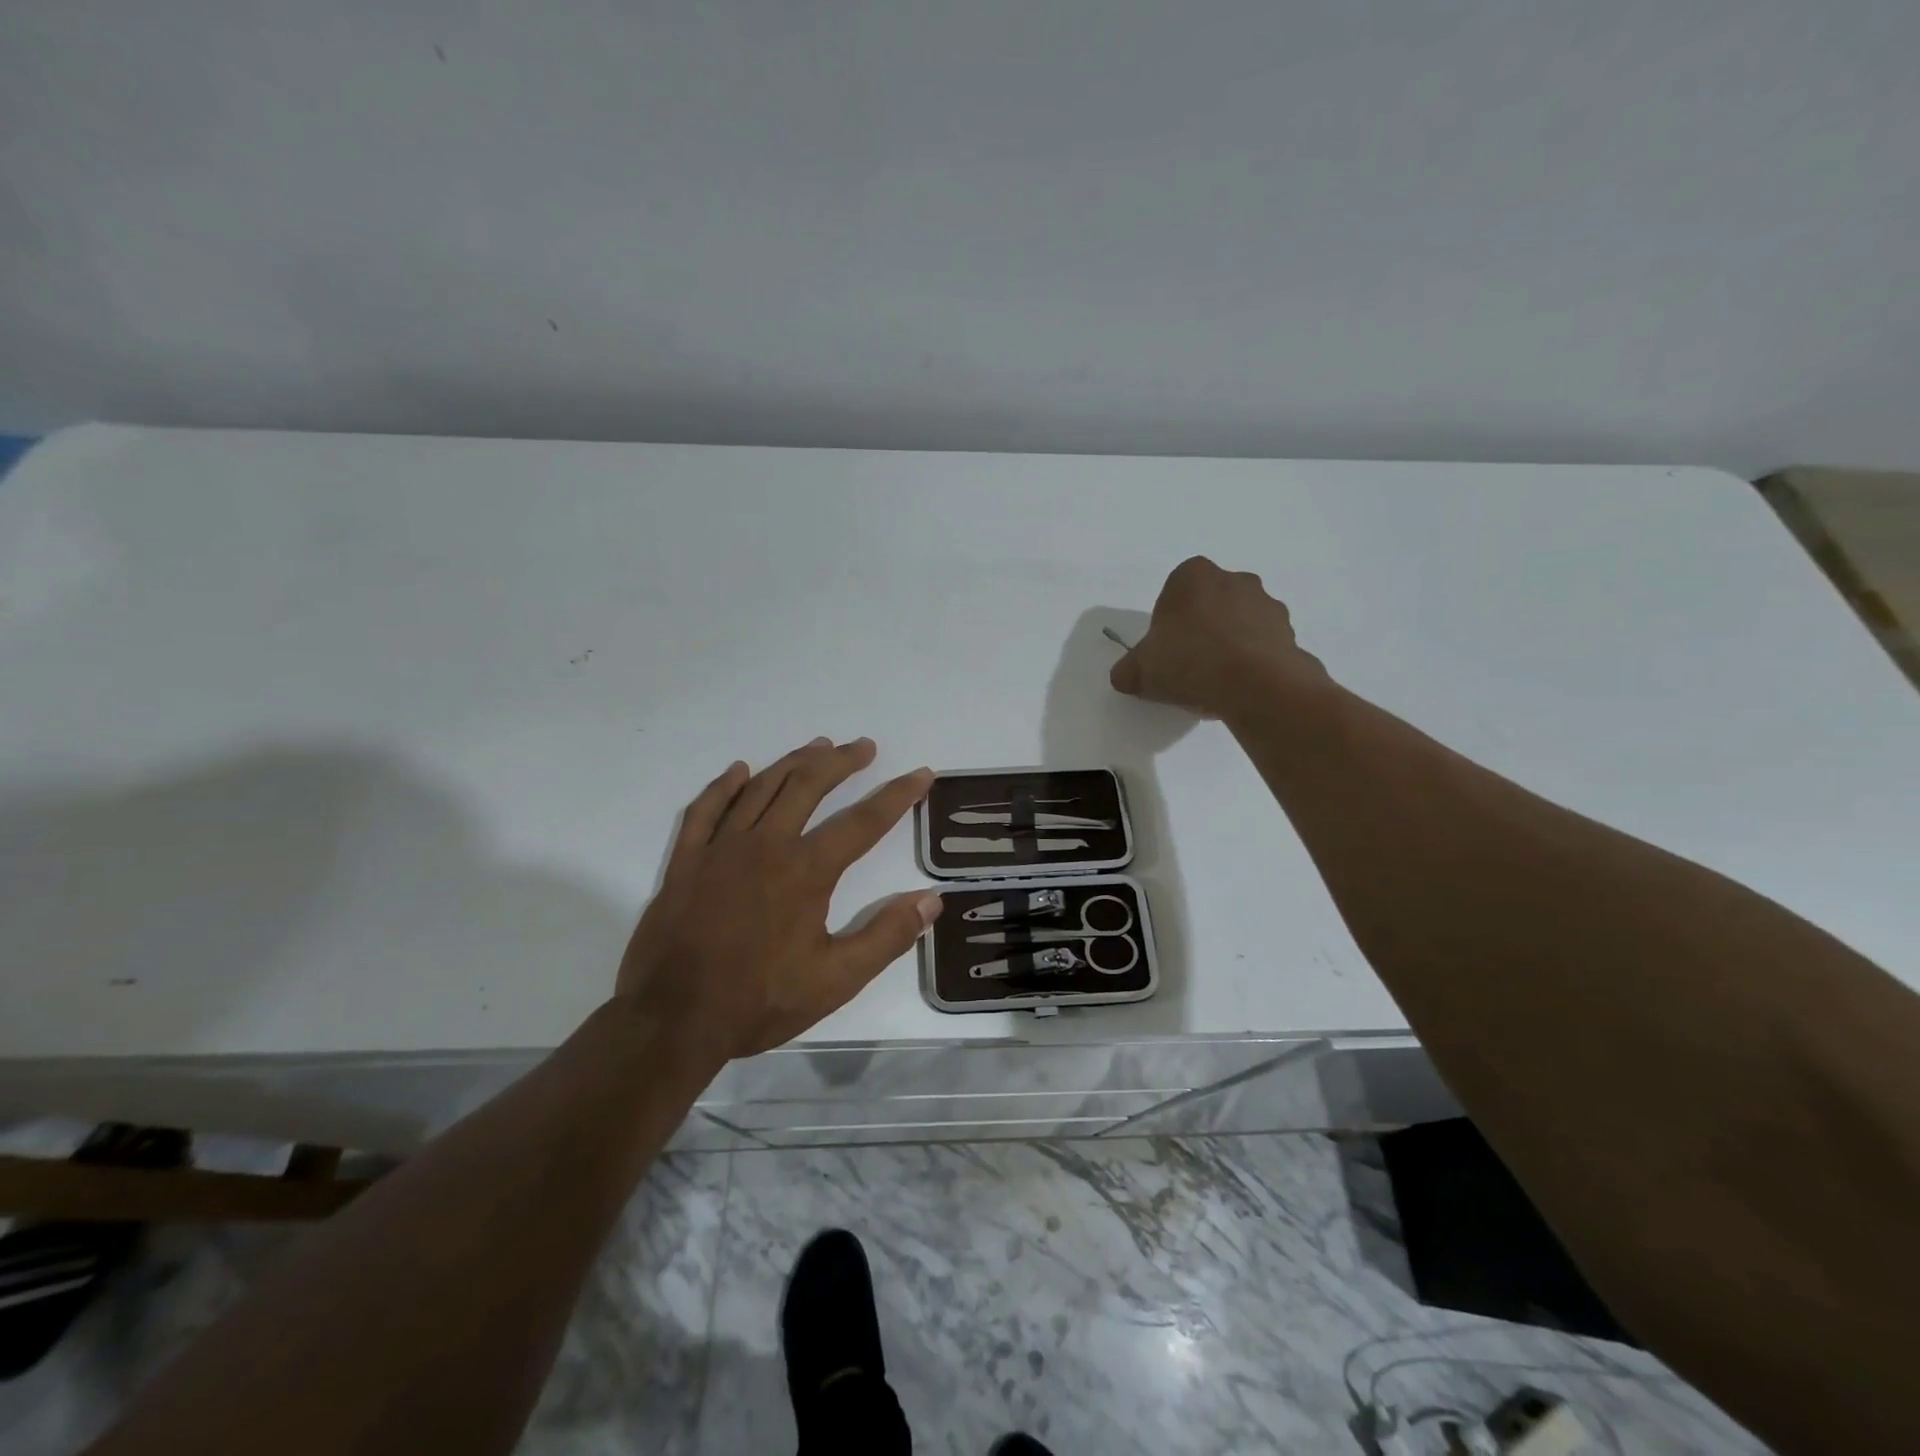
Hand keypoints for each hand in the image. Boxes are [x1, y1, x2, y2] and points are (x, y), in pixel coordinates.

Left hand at [616, 738, 941, 1061]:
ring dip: (793, 762)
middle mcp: (766, 846)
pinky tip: (740, 770)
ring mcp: (720, 849)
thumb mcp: (836, 980)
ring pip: (762, 788)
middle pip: (809, 786)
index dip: (897, 795)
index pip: (863, 822)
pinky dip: (725, 785)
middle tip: (864, 748)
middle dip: (841, 762)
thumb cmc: (759, 1001)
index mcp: (806, 871)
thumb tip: (931, 899)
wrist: (672, 1020)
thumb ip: (887, 936)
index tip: (921, 774)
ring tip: (818, 746)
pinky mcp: (686, 861)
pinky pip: (706, 809)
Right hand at [1110, 556, 1327, 718]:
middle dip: (1200, 631)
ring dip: (1228, 646)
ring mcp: (1268, 604)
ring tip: (1216, 684)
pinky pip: (1262, 646)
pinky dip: (1252, 662)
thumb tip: (1125, 676)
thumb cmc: (1190, 661)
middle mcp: (1235, 579)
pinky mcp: (1290, 633)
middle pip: (1209, 606)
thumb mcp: (1141, 670)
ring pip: (1239, 624)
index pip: (1173, 594)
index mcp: (1194, 575)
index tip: (1165, 652)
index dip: (1166, 625)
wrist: (1255, 685)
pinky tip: (1240, 688)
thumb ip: (1128, 670)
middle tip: (1188, 667)